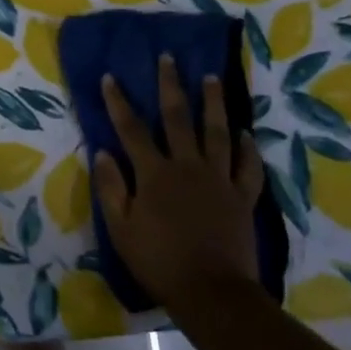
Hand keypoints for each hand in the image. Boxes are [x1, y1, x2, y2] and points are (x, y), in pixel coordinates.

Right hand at [93, 55, 266, 310]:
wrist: (211, 291)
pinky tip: (246, 133)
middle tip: (169, 58)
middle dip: (170, 85)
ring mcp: (219, 179)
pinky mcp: (242, 196)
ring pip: (218, 132)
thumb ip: (112, 188)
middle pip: (178, 118)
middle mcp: (188, 166)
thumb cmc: (159, 260)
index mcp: (155, 174)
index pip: (131, 129)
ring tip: (212, 78)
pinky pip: (247, 166)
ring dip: (214, 103)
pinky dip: (248, 148)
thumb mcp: (121, 228)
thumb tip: (103, 152)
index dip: (119, 102)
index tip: (110, 76)